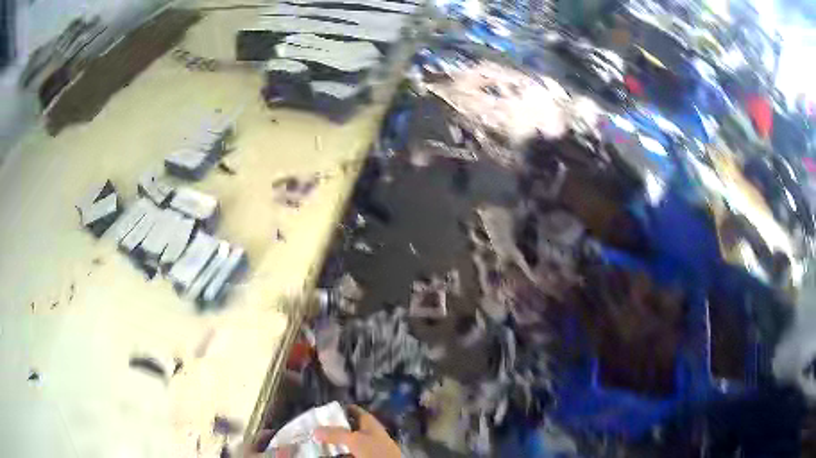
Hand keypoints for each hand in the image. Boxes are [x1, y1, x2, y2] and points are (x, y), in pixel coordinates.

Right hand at [314, 405, 401, 457]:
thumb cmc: (375, 450)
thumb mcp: (354, 440)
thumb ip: (335, 433)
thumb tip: (315, 430)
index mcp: (369, 422)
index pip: (353, 410)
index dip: (339, 409)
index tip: (322, 411)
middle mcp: (368, 433)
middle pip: (347, 427)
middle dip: (331, 428)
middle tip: (314, 428)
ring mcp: (366, 447)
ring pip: (346, 442)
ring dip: (332, 443)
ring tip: (315, 442)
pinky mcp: (363, 456)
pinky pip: (347, 453)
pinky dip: (337, 454)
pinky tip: (324, 454)